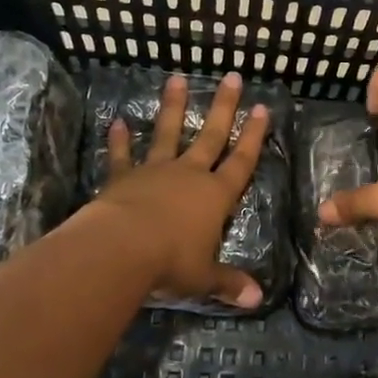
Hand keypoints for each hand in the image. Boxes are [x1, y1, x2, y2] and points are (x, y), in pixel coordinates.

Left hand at [92, 71, 270, 308]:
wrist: (121, 249)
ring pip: (166, 133)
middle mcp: (189, 175)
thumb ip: (228, 283)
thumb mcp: (204, 278)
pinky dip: (119, 140)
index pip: (241, 161)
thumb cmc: (171, 263)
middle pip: (210, 136)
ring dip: (172, 107)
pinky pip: (122, 156)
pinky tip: (115, 121)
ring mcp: (155, 172)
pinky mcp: (123, 178)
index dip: (253, 136)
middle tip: (232, 78)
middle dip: (224, 107)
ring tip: (176, 78)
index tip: (262, 109)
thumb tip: (257, 299)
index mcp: (215, 196)